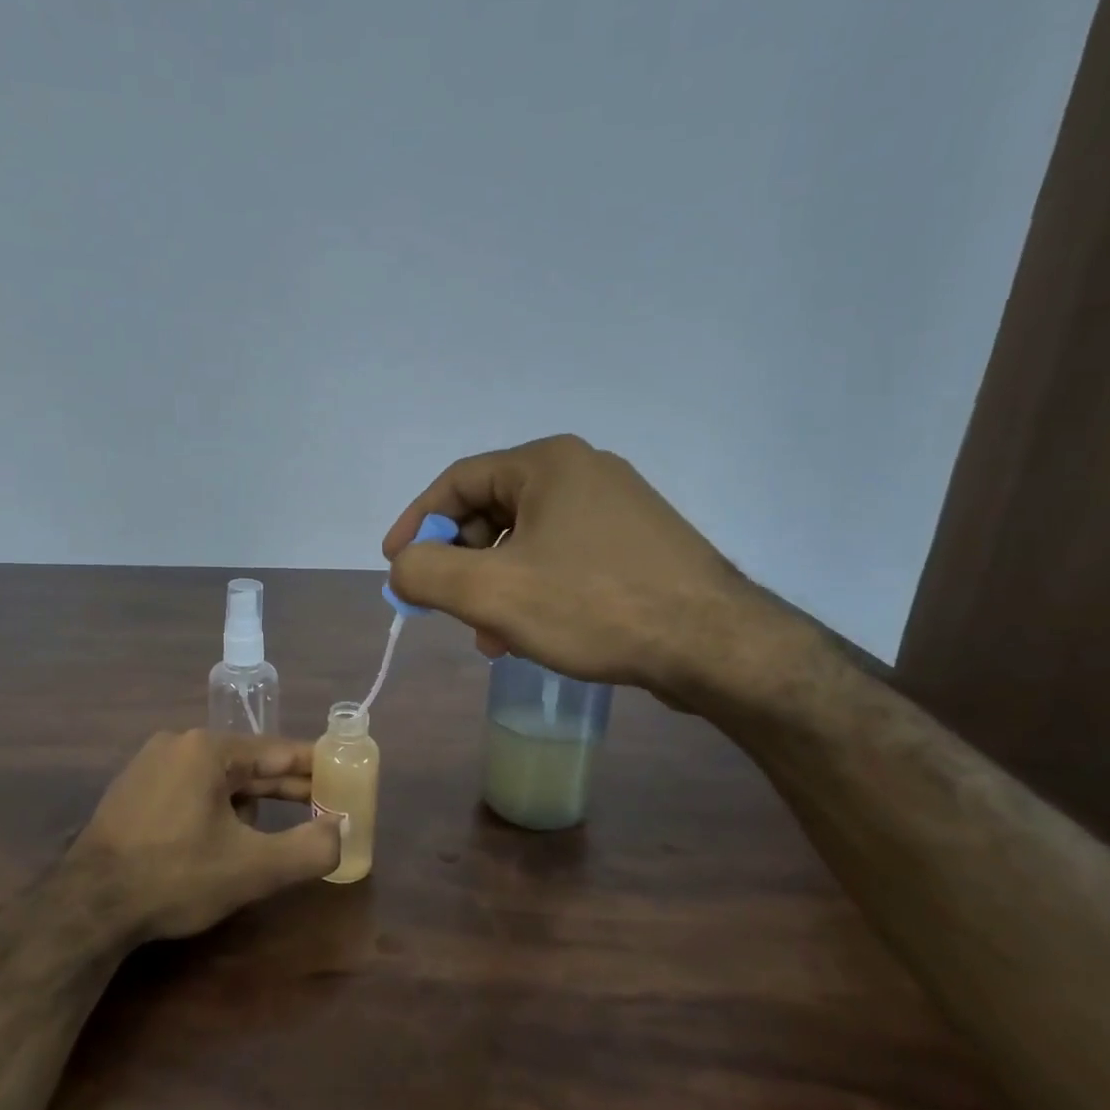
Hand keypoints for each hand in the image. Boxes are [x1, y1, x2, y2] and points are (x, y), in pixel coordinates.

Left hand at [68, 730, 342, 943]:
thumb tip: (341, 833)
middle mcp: (178, 744)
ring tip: (275, 828)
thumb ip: (309, 849)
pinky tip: (224, 837)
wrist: (87, 907)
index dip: (316, 767)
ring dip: (250, 802)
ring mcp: (149, 765)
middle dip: (286, 789)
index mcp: (208, 749)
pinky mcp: (132, 791)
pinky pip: (190, 790)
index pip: (278, 752)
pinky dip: (217, 808)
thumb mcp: (252, 868)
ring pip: (218, 779)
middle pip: (248, 765)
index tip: (345, 776)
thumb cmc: (175, 876)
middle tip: (324, 806)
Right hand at [382, 434, 772, 702]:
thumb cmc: (593, 605)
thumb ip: (425, 573)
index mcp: (547, 464)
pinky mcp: (637, 545)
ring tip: (489, 636)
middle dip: (460, 562)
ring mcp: (616, 508)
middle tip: (446, 606)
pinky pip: (562, 558)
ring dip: (494, 584)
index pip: (457, 482)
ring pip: (526, 540)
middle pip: (491, 510)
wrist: (715, 645)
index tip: (394, 565)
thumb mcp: (491, 591)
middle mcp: (583, 472)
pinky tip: (531, 634)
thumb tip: (402, 568)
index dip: (417, 523)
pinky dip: (532, 590)